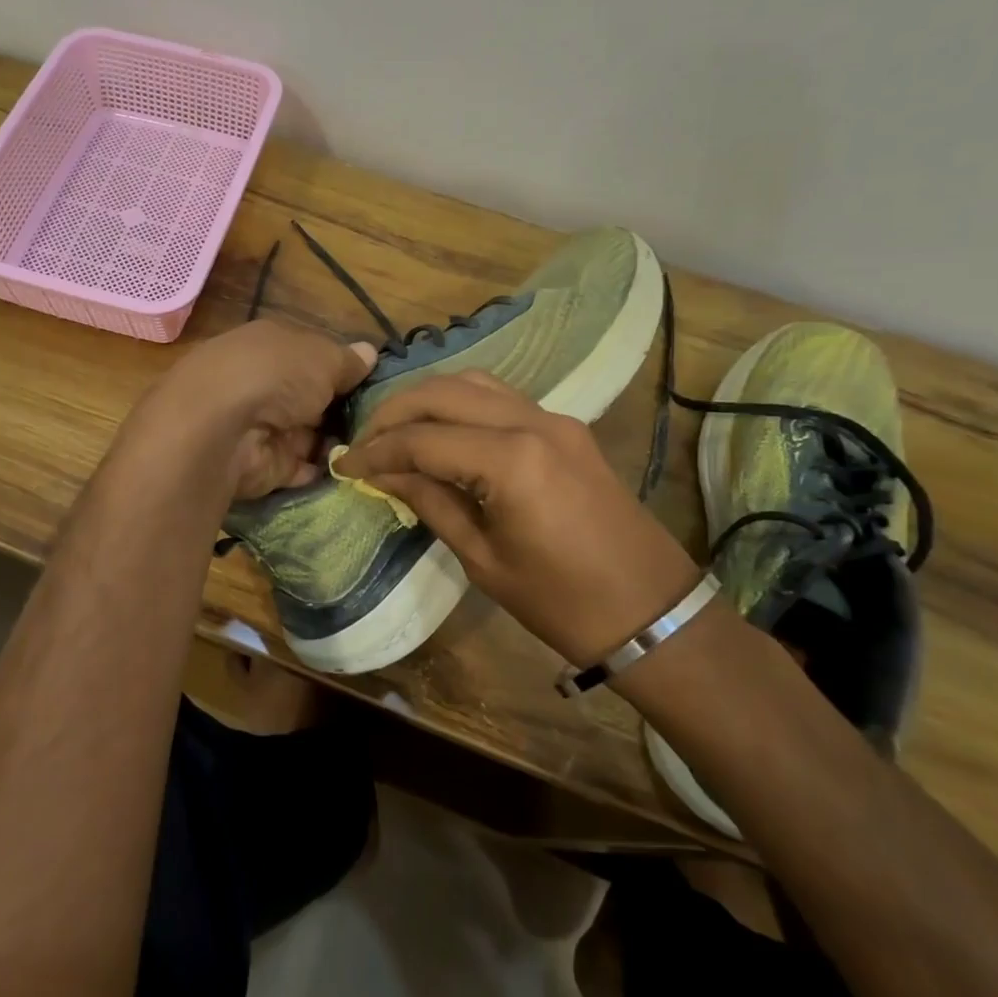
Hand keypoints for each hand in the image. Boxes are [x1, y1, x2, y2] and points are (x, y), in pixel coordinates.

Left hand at [130, 319, 376, 498]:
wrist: (221, 428)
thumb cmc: (274, 375)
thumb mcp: (322, 357)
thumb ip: (347, 361)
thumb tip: (369, 353)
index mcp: (271, 346)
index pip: (312, 356)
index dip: (343, 370)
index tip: (377, 384)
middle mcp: (264, 383)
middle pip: (310, 397)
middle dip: (342, 409)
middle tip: (384, 422)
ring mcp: (261, 427)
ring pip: (308, 434)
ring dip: (336, 441)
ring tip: (379, 448)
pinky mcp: (262, 466)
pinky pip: (300, 468)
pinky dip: (321, 470)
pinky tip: (354, 471)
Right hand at [336, 371, 699, 665]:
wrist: (653, 613)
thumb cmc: (561, 602)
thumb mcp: (483, 559)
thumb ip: (431, 502)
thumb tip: (385, 474)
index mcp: (511, 461)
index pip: (423, 440)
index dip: (376, 452)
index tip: (345, 466)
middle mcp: (532, 422)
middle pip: (443, 393)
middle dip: (393, 413)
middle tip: (363, 443)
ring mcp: (554, 419)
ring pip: (473, 382)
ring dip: (427, 400)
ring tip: (396, 431)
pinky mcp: (566, 427)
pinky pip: (501, 397)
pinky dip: (461, 404)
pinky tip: (441, 430)